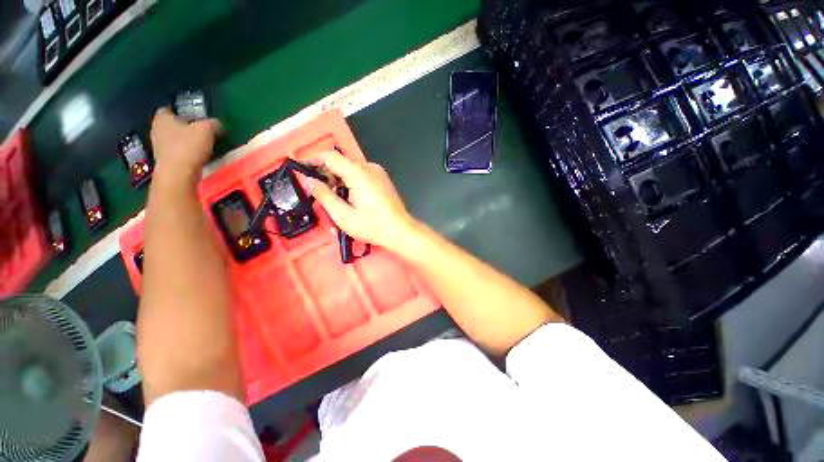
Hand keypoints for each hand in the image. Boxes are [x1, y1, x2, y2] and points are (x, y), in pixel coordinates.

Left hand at [150, 108, 221, 181]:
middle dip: (184, 128)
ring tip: (201, 145)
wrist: (179, 174)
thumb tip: (217, 123)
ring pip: (173, 140)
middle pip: (171, 126)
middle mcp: (156, 130)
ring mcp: (158, 147)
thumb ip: (213, 124)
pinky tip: (197, 157)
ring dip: (185, 142)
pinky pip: (176, 153)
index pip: (169, 109)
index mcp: (162, 118)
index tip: (194, 116)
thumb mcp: (207, 130)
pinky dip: (185, 153)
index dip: (181, 111)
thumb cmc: (188, 146)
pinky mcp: (165, 161)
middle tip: (200, 131)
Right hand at [306, 151, 418, 250]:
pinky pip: (361, 175)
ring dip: (339, 180)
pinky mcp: (382, 179)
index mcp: (358, 173)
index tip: (301, 169)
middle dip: (326, 175)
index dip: (313, 160)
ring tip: (335, 200)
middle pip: (341, 163)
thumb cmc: (373, 226)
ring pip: (351, 169)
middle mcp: (369, 168)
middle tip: (318, 192)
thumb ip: (324, 196)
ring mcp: (378, 173)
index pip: (330, 156)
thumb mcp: (343, 216)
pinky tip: (350, 199)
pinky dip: (351, 183)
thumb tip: (309, 181)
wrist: (401, 231)